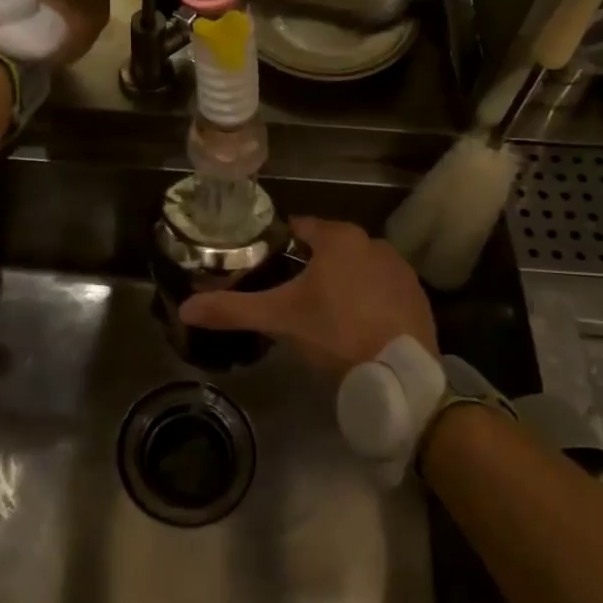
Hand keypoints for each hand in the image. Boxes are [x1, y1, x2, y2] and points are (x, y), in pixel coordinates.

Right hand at [179, 217, 438, 371]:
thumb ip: (232, 309)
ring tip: (321, 312)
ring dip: (341, 281)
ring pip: (358, 267)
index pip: (300, 228)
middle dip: (310, 265)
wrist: (400, 375)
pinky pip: (382, 289)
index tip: (264, 261)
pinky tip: (356, 324)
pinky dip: (368, 299)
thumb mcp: (279, 319)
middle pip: (330, 247)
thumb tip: (184, 308)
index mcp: (339, 239)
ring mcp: (400, 269)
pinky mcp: (418, 296)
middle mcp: (373, 243)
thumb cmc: (335, 333)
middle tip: (288, 293)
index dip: (279, 242)